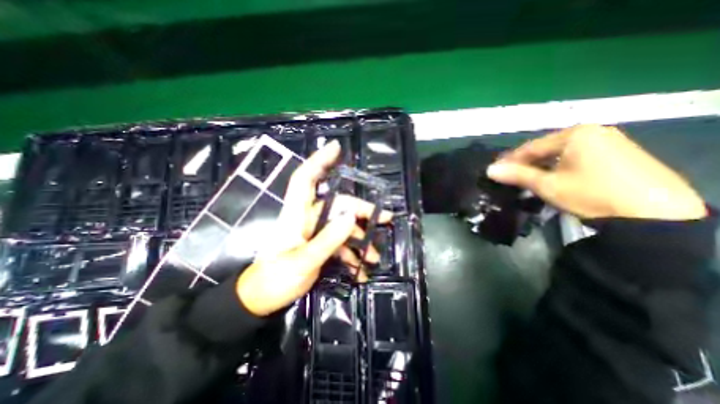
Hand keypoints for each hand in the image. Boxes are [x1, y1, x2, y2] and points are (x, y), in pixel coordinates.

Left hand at [237, 141, 392, 316]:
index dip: (319, 161)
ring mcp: (314, 232)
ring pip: (342, 225)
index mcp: (296, 215)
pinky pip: (340, 243)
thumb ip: (328, 240)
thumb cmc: (275, 279)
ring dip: (359, 239)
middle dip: (361, 211)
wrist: (262, 301)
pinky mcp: (319, 245)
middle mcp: (307, 218)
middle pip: (337, 205)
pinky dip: (351, 254)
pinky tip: (360, 269)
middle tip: (384, 219)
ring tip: (373, 257)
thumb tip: (351, 217)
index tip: (336, 148)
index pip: (305, 179)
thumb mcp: (303, 261)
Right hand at [486, 124, 706, 221]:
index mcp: (575, 134)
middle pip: (546, 149)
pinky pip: (577, 157)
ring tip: (528, 179)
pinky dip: (560, 167)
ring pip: (561, 153)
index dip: (510, 160)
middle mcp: (592, 132)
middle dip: (526, 164)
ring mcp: (608, 141)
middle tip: (510, 177)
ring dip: (542, 166)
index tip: (496, 171)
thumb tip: (489, 170)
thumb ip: (517, 175)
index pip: (531, 147)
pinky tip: (553, 178)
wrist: (657, 214)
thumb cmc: (592, 194)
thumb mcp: (548, 185)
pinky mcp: (619, 154)